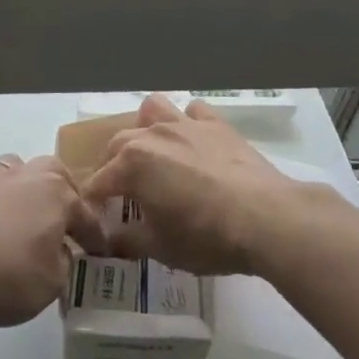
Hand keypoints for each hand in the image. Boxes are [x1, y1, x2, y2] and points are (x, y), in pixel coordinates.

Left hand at [0, 155, 107, 328]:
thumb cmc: (8, 274)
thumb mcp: (53, 283)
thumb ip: (63, 263)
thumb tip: (60, 252)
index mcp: (57, 194)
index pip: (85, 215)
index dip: (95, 237)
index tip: (101, 253)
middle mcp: (26, 175)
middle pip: (52, 172)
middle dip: (62, 191)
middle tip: (63, 218)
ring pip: (13, 168)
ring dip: (21, 185)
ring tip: (21, 210)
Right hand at [85, 94, 304, 275]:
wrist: (266, 218)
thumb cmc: (206, 236)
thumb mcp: (160, 249)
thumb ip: (127, 240)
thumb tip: (108, 239)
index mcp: (131, 164)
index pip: (97, 182)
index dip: (92, 203)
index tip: (95, 221)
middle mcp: (152, 135)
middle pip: (117, 143)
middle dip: (112, 166)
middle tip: (122, 194)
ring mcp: (185, 124)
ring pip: (152, 109)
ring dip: (146, 127)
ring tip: (154, 152)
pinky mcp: (216, 124)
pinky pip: (194, 111)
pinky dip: (189, 122)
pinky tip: (194, 143)